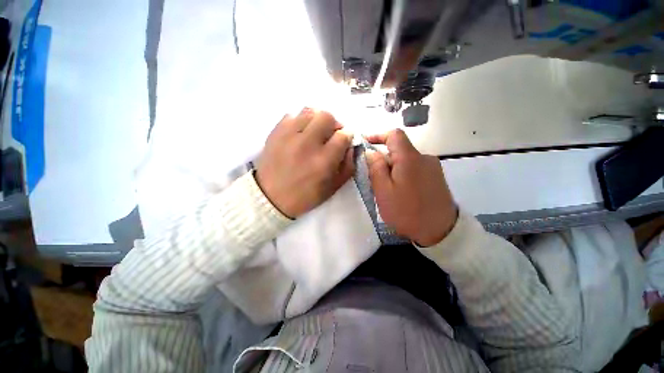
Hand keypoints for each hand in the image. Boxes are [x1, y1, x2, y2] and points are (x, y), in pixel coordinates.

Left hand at [255, 109, 354, 217]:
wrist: (271, 198)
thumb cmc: (305, 196)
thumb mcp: (333, 188)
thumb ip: (348, 166)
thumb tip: (351, 146)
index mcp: (324, 161)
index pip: (343, 135)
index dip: (348, 136)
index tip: (345, 140)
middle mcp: (307, 143)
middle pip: (327, 116)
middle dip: (334, 124)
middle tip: (330, 135)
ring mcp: (289, 135)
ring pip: (310, 111)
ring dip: (317, 120)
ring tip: (315, 132)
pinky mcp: (276, 132)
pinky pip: (292, 115)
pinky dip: (300, 121)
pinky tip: (299, 133)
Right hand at [365, 129, 457, 246]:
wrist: (441, 231)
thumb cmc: (407, 212)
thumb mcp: (384, 191)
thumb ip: (376, 168)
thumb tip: (371, 152)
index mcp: (410, 158)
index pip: (394, 135)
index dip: (378, 135)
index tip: (365, 143)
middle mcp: (424, 157)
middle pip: (399, 150)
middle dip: (384, 161)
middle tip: (376, 180)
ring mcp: (433, 167)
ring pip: (406, 161)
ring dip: (393, 170)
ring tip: (389, 191)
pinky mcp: (436, 177)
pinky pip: (415, 169)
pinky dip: (404, 175)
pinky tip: (402, 193)